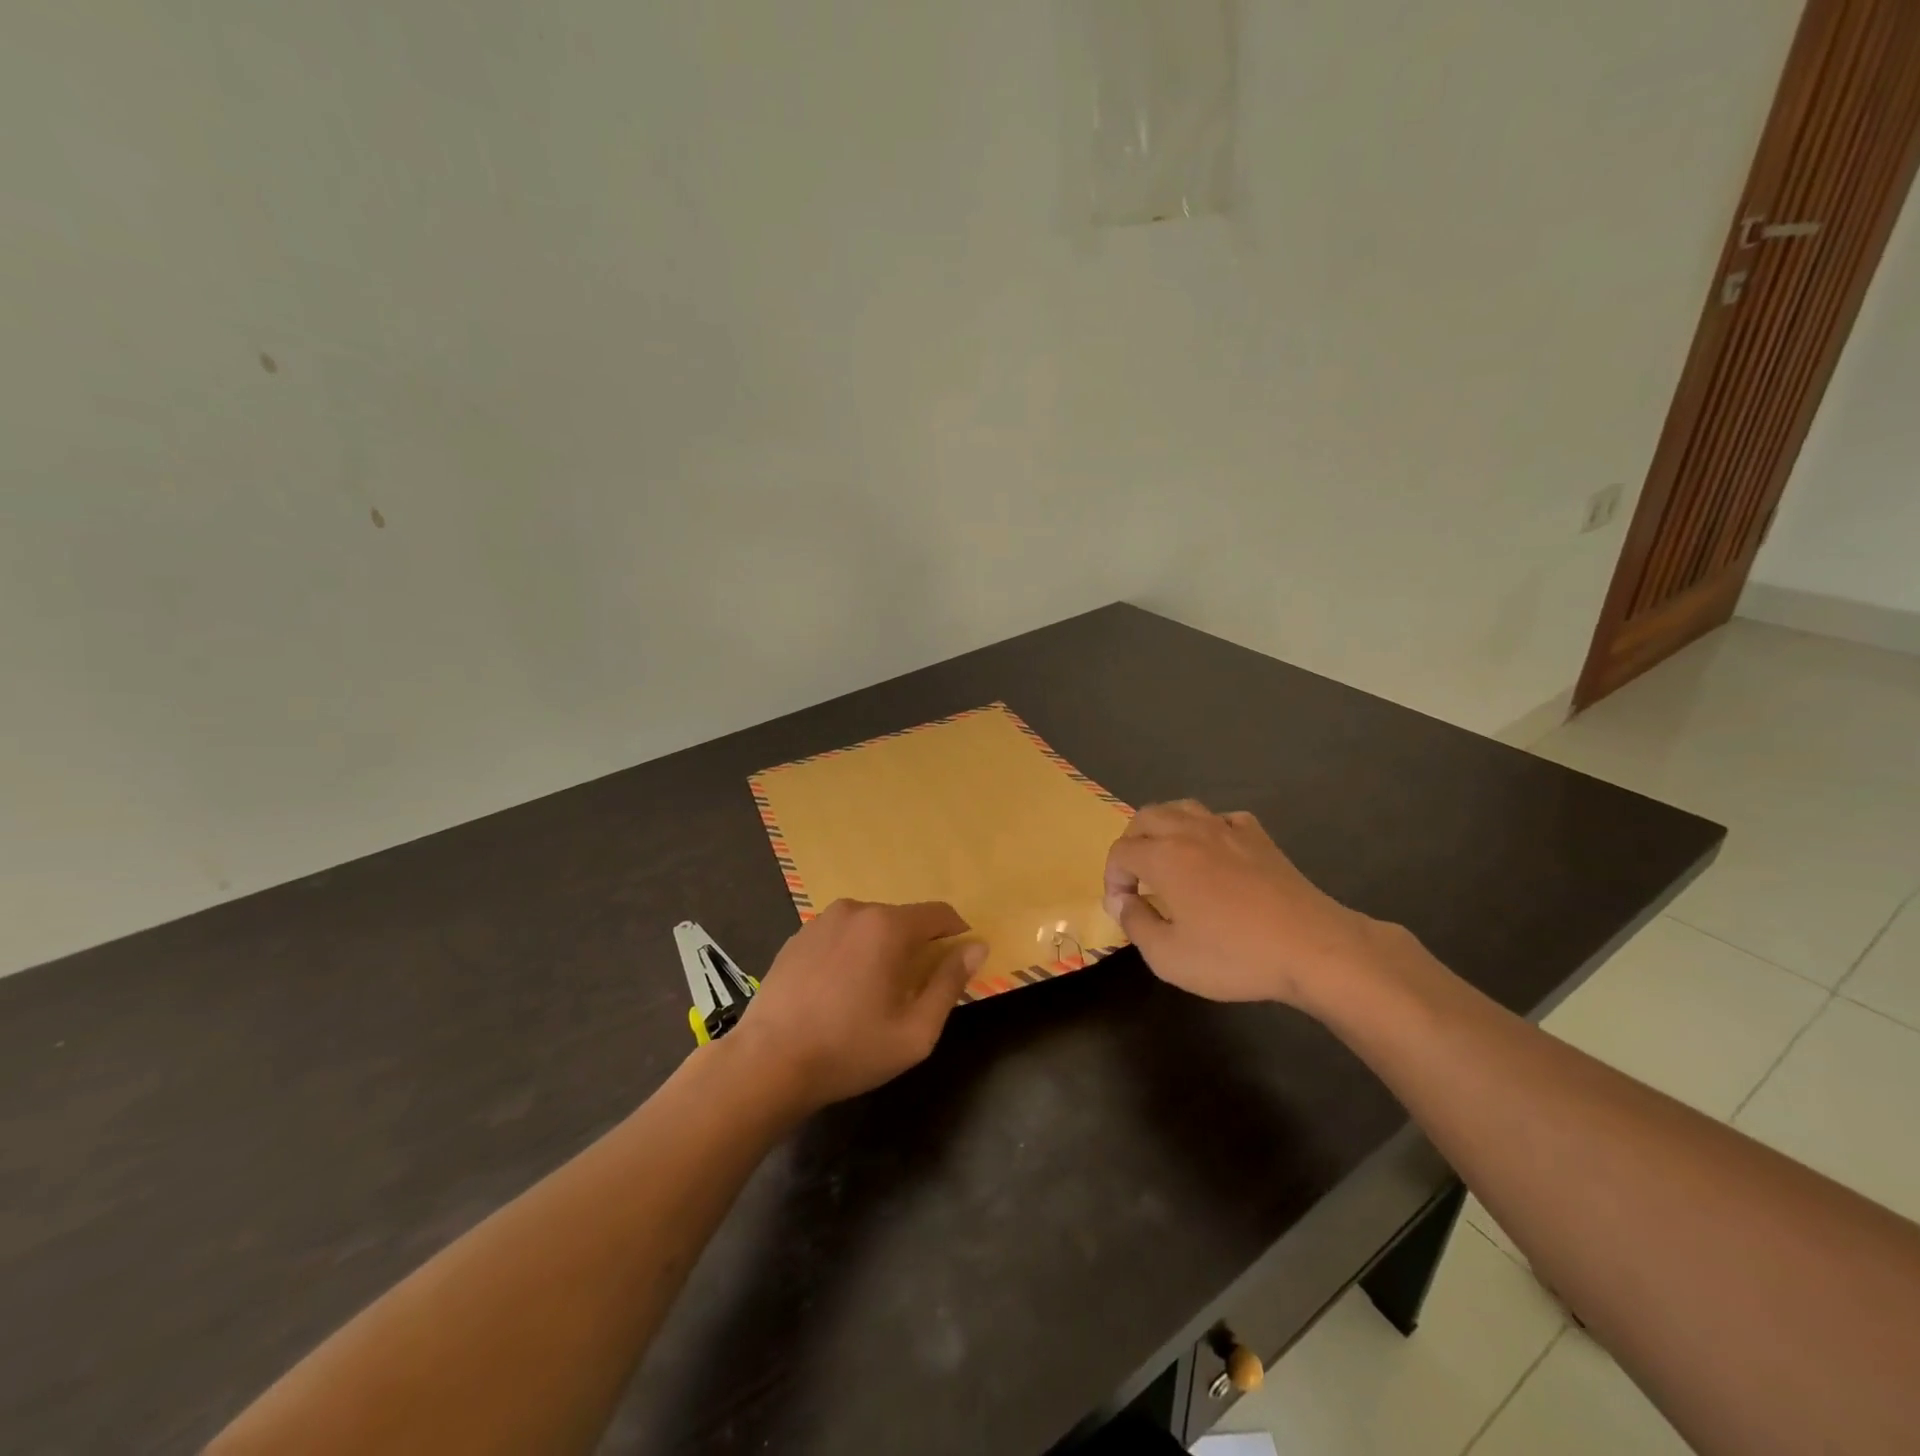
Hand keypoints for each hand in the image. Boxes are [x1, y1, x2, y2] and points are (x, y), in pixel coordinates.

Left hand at [730, 899, 987, 1111]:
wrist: (768, 1062)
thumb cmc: (850, 1049)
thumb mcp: (915, 1030)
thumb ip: (950, 983)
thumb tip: (977, 947)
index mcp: (888, 926)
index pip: (938, 913)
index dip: (955, 932)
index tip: (960, 958)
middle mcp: (856, 910)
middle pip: (902, 919)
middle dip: (916, 946)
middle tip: (913, 990)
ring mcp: (822, 920)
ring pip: (869, 926)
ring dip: (882, 948)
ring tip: (873, 992)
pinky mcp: (798, 936)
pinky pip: (840, 935)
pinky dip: (851, 952)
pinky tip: (839, 990)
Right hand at [1103, 801, 1384, 1011]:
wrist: (1312, 948)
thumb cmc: (1235, 955)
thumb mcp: (1168, 956)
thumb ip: (1136, 923)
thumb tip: (1122, 901)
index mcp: (1164, 857)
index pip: (1121, 852)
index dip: (1112, 877)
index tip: (1121, 905)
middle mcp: (1191, 832)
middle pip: (1146, 818)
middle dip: (1131, 842)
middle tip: (1135, 876)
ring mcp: (1228, 830)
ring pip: (1183, 808)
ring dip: (1164, 827)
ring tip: (1166, 856)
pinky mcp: (1260, 838)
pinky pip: (1222, 819)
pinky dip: (1207, 829)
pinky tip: (1214, 853)